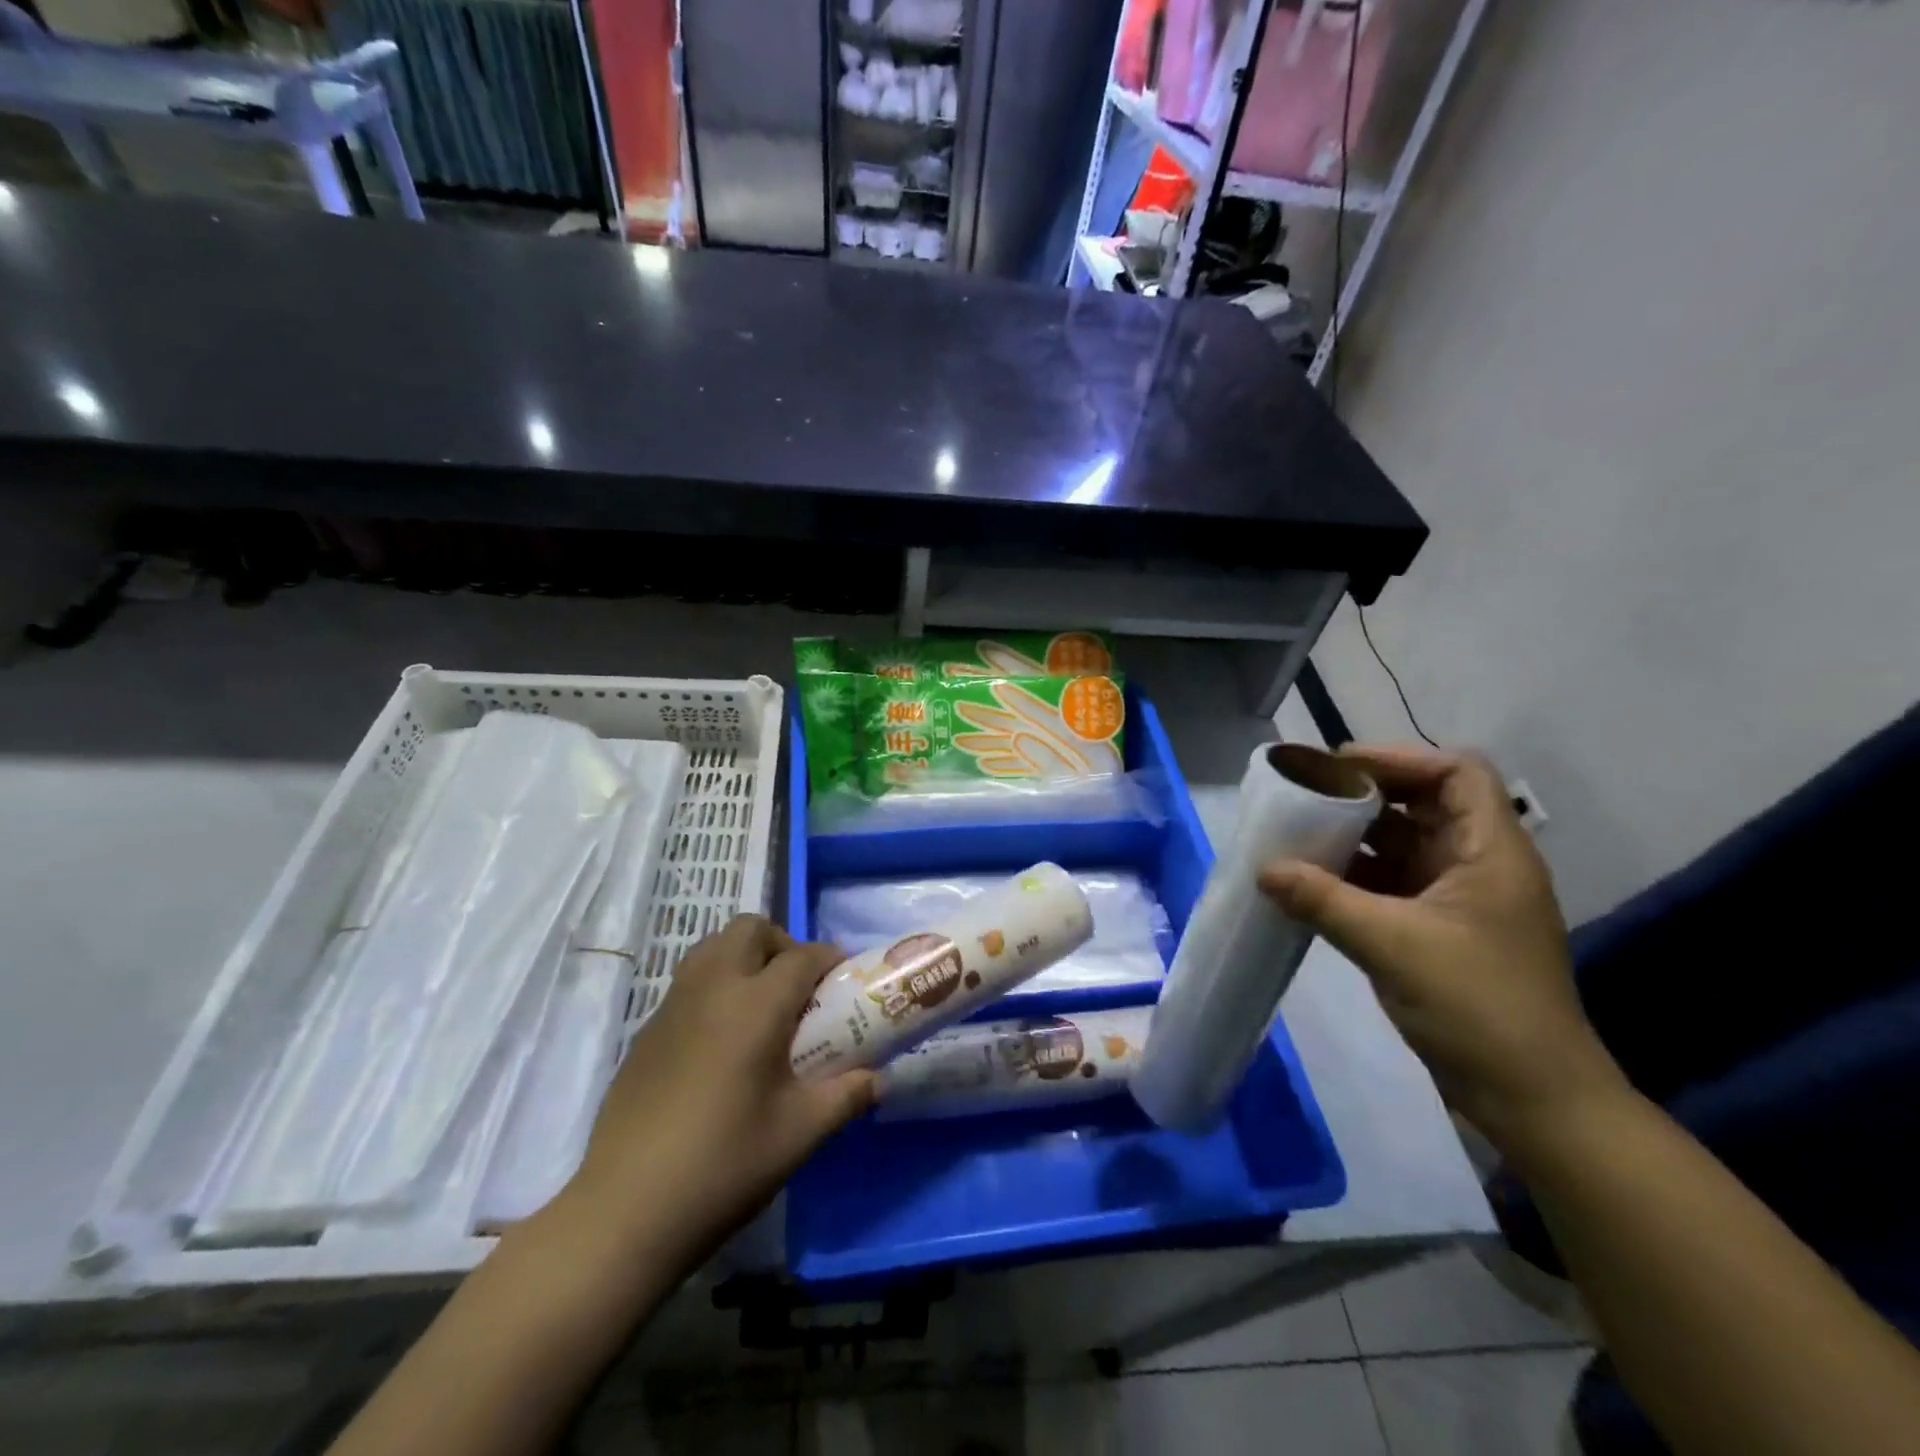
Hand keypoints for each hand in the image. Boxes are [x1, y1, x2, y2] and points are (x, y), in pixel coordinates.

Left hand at [566, 916, 875, 1268]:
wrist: (625, 1210)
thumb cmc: (724, 1164)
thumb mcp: (800, 1133)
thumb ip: (846, 1096)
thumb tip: (878, 1079)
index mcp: (756, 1005)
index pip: (802, 957)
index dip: (829, 959)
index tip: (844, 979)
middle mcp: (713, 988)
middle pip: (750, 930)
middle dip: (782, 943)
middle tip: (798, 988)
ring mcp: (672, 1006)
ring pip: (712, 947)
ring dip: (744, 957)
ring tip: (761, 1005)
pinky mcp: (646, 1031)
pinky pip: (688, 982)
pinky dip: (714, 986)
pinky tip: (721, 1041)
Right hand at [1258, 745, 1628, 1153]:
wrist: (1531, 1099)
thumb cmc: (1478, 1007)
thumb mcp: (1393, 945)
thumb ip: (1323, 900)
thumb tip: (1263, 869)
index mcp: (1491, 853)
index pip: (1457, 774)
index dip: (1400, 759)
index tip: (1340, 768)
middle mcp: (1478, 866)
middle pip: (1423, 805)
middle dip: (1364, 796)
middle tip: (1306, 796)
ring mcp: (1458, 901)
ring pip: (1403, 846)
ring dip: (1353, 839)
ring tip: (1297, 834)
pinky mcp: (1438, 932)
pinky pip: (1391, 885)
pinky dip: (1353, 878)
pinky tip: (1310, 884)